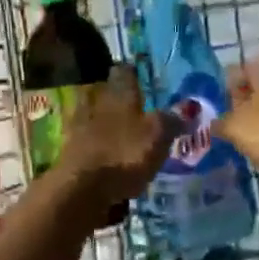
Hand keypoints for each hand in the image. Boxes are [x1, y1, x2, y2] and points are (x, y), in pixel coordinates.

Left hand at [55, 66, 174, 205]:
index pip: (125, 73)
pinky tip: (103, 152)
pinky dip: (94, 144)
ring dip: (101, 118)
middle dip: (114, 95)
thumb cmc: (124, 155)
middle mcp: (97, 106)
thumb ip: (171, 120)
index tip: (137, 70)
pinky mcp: (70, 154)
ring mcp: (79, 130)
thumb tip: (188, 107)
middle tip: (129, 100)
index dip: (132, 70)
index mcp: (120, 97)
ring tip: (116, 128)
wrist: (81, 189)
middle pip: (104, 93)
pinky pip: (84, 141)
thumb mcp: (158, 136)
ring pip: (91, 115)